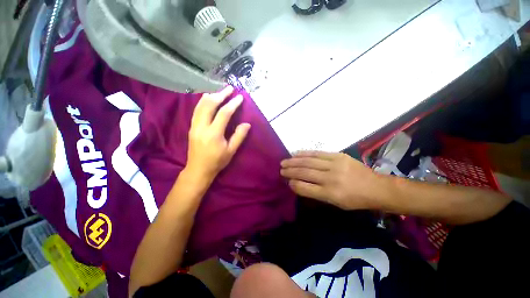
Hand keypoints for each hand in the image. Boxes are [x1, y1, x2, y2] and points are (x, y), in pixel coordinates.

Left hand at [186, 86, 250, 180]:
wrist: (198, 169)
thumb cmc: (217, 161)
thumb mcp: (231, 151)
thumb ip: (239, 136)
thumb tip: (247, 124)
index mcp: (214, 133)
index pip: (224, 113)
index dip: (233, 104)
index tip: (240, 97)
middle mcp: (202, 126)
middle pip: (210, 105)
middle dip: (220, 95)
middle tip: (230, 89)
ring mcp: (195, 126)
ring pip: (201, 105)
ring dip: (211, 96)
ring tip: (220, 91)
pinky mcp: (192, 127)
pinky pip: (196, 110)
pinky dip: (203, 102)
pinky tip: (207, 99)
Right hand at [280, 151, 380, 209]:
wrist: (375, 187)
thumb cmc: (355, 199)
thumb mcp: (335, 203)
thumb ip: (315, 193)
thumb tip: (298, 184)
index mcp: (330, 193)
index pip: (305, 187)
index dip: (293, 183)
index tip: (287, 181)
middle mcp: (331, 178)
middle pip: (305, 172)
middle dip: (290, 171)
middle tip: (281, 169)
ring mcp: (335, 165)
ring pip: (309, 161)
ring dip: (294, 161)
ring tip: (285, 161)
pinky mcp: (338, 156)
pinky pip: (318, 153)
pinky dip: (305, 153)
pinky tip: (296, 153)